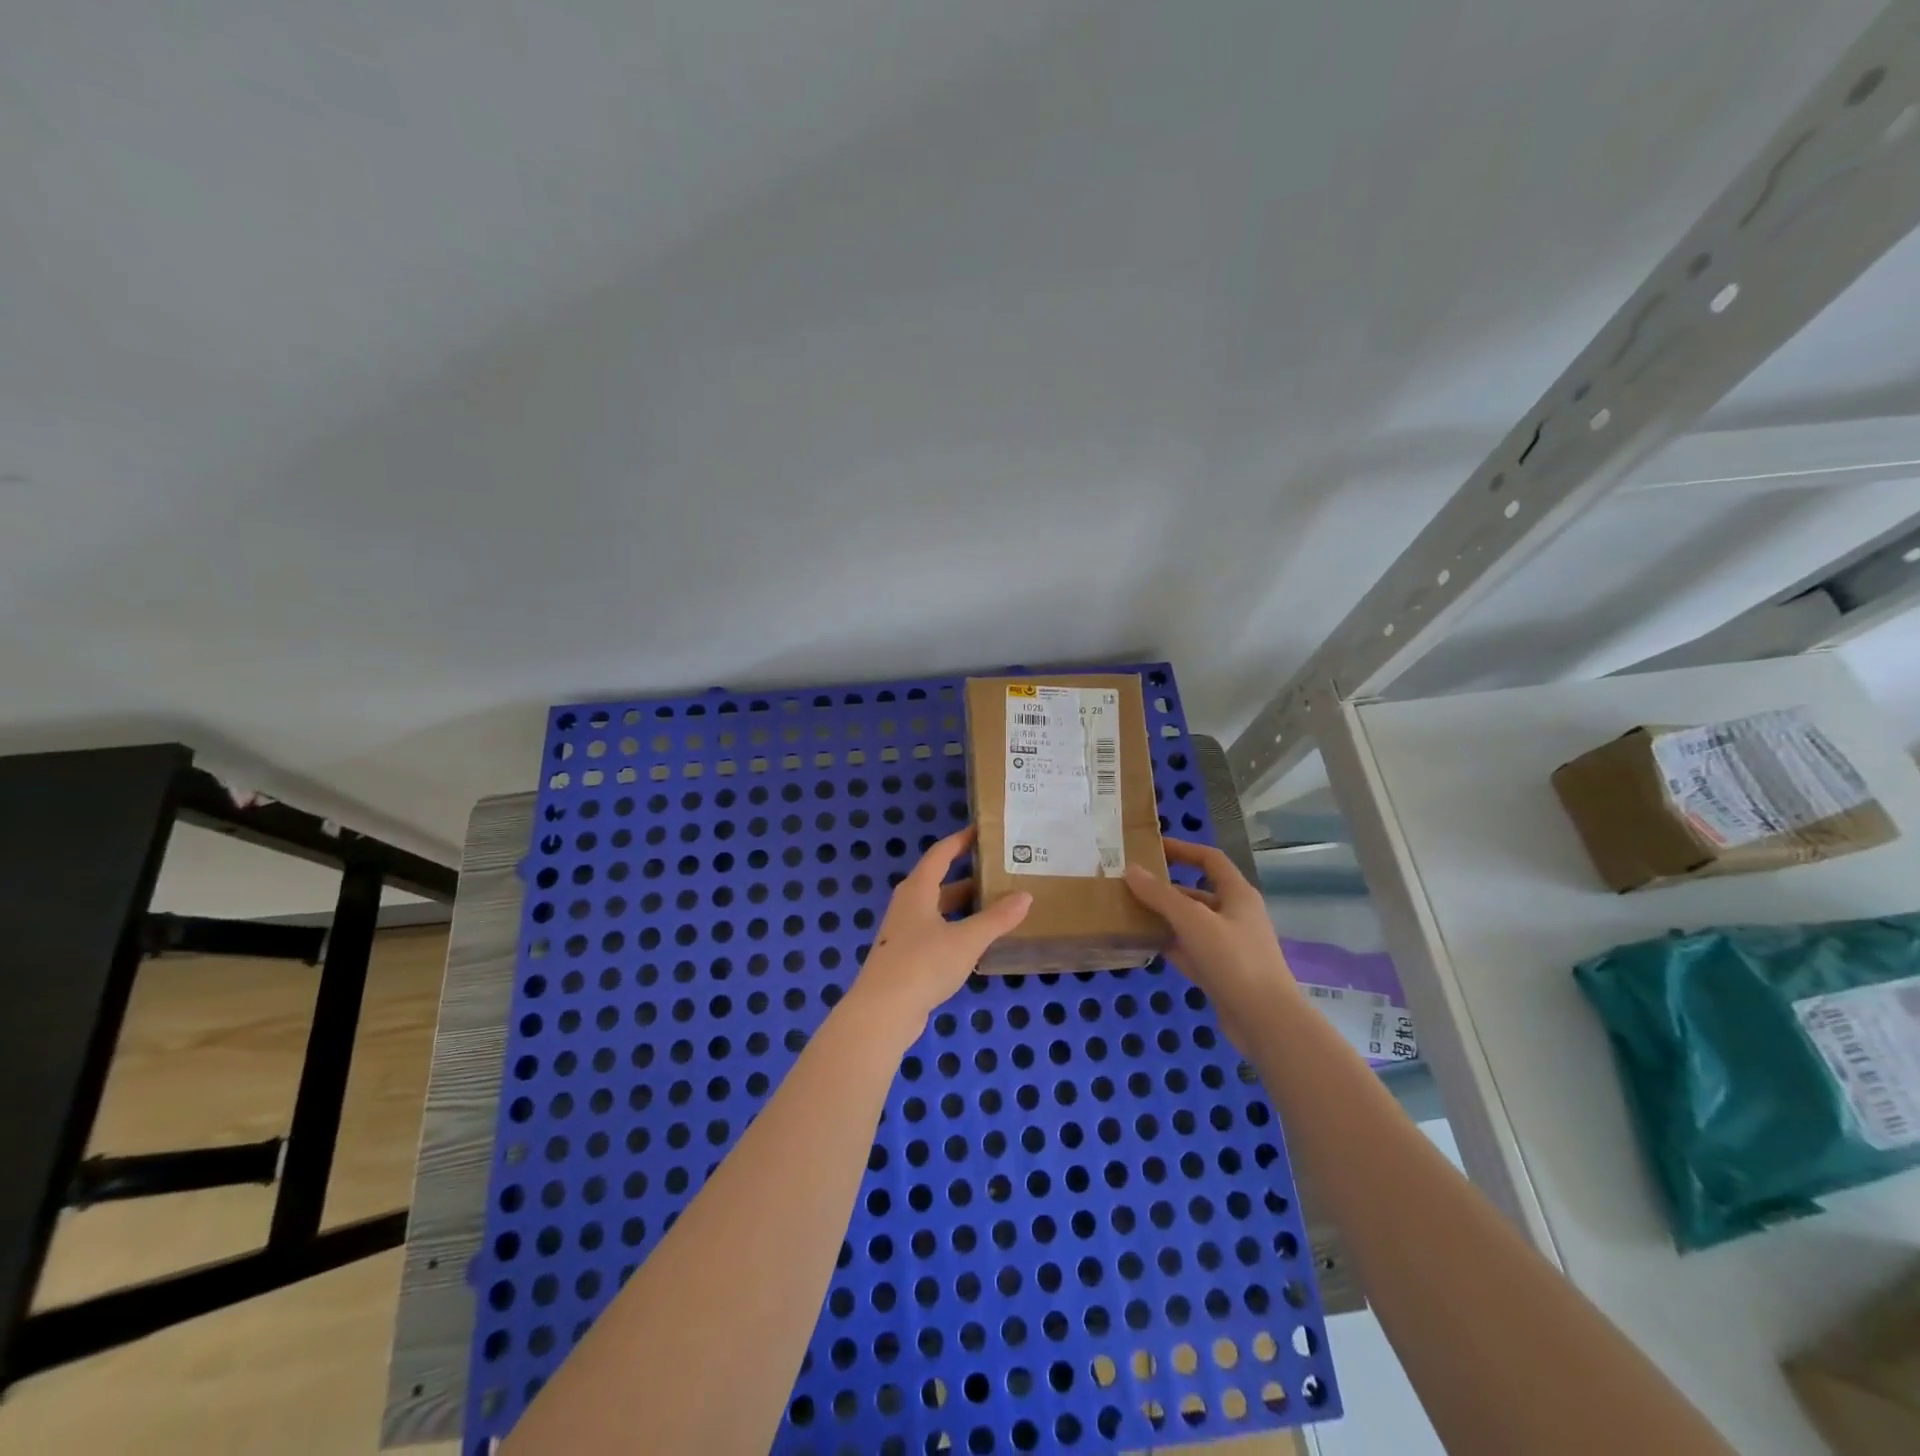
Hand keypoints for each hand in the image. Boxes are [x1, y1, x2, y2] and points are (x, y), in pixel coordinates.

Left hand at [845, 827, 1031, 1045]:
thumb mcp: (967, 939)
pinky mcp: (907, 956)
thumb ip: (997, 918)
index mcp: (918, 889)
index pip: (941, 854)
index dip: (961, 840)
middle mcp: (909, 904)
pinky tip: (978, 941)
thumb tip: (1025, 896)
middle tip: (1002, 871)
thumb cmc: (923, 963)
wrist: (883, 1012)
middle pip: (941, 881)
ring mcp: (905, 932)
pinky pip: (937, 932)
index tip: (983, 830)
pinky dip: (958, 929)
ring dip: (965, 905)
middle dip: (970, 876)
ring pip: (940, 909)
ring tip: (999, 904)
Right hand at [1122, 837, 1294, 1050]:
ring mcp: (1228, 946)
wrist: (1265, 1021)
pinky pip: (1189, 950)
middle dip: (1165, 888)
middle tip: (1131, 884)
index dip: (1183, 850)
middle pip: (1197, 892)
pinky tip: (1143, 943)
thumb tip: (1131, 870)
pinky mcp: (1220, 973)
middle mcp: (1235, 916)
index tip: (1153, 848)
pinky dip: (1169, 944)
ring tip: (1129, 911)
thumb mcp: (1193, 920)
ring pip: (1190, 923)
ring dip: (1164, 917)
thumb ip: (1160, 895)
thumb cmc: (1233, 959)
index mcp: (1238, 895)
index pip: (1210, 860)